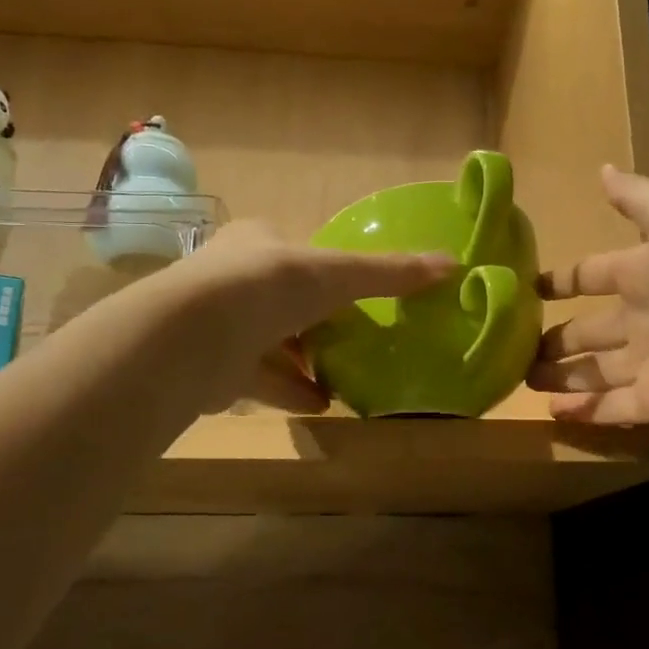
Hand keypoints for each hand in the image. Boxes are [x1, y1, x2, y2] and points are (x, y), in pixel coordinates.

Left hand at [158, 219, 454, 413]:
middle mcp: (233, 280)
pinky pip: (261, 380)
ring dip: (305, 362)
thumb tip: (453, 264)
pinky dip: (291, 391)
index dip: (327, 274)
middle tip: (354, 341)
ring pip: (271, 344)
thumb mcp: (339, 274)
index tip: (354, 297)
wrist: (196, 336)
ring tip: (345, 380)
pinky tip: (322, 405)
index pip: (296, 255)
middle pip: (283, 301)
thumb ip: (390, 272)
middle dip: (316, 323)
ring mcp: (220, 326)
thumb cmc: (270, 286)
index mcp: (257, 243)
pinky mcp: (213, 369)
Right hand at [529, 166, 648, 431]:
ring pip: (594, 371)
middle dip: (554, 338)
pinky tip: (550, 412)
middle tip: (513, 346)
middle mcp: (644, 319)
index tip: (527, 289)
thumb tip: (601, 169)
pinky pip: (611, 408)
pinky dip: (583, 411)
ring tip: (522, 379)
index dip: (562, 281)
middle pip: (589, 330)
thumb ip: (636, 197)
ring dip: (561, 375)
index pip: (593, 275)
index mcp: (645, 273)